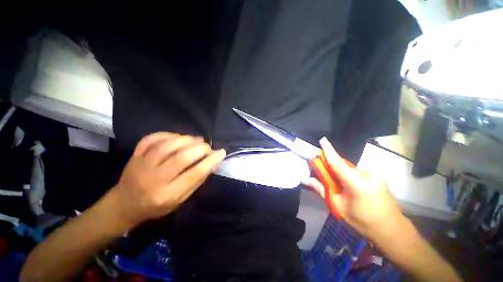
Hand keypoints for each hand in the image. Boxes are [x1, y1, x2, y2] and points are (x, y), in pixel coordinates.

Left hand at [111, 132, 225, 227]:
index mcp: (167, 194)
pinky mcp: (134, 155)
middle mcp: (153, 179)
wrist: (124, 204)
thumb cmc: (156, 206)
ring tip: (197, 141)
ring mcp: (141, 165)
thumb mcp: (180, 200)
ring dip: (187, 139)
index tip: (221, 152)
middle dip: (200, 148)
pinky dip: (169, 134)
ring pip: (168, 145)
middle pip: (182, 157)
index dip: (210, 161)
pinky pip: (152, 138)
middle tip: (208, 147)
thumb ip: (196, 180)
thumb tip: (213, 162)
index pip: (194, 174)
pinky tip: (178, 137)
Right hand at [302, 137, 403, 238]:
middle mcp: (367, 174)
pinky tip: (350, 188)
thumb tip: (304, 179)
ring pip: (349, 170)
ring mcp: (375, 175)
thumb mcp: (338, 206)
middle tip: (324, 175)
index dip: (328, 150)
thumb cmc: (362, 221)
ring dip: (340, 174)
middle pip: (342, 166)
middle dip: (331, 167)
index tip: (322, 139)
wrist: (392, 230)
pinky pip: (357, 172)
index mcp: (357, 183)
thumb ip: (320, 189)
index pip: (338, 162)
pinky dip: (349, 176)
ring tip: (340, 187)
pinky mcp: (378, 177)